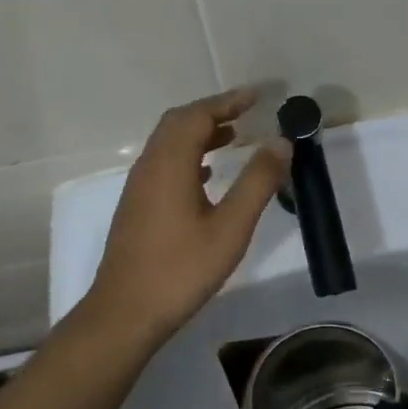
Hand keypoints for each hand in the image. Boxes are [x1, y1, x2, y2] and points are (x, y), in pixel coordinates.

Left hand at [85, 88, 290, 344]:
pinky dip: (188, 156)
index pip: (197, 115)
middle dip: (212, 112)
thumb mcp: (230, 227)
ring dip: (199, 133)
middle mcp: (149, 166)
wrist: (126, 312)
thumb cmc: (182, 269)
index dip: (227, 102)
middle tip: (246, 112)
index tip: (256, 96)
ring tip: (233, 138)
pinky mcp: (137, 206)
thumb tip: (281, 142)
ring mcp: (139, 187)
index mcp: (169, 164)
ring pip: (168, 144)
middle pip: (178, 123)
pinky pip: (163, 164)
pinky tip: (207, 175)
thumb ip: (257, 182)